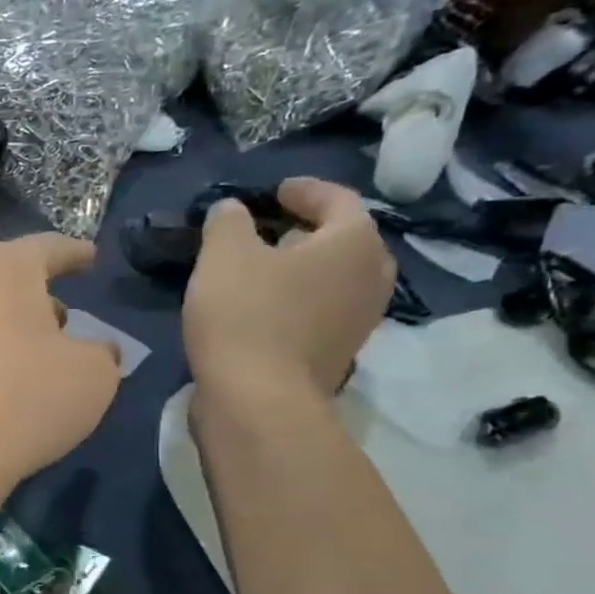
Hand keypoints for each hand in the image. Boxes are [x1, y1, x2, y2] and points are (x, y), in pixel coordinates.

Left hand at [0, 235, 121, 496]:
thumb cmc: (27, 400)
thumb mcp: (94, 375)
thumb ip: (102, 353)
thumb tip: (97, 350)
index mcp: (4, 270)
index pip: (47, 248)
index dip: (74, 253)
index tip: (91, 258)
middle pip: (6, 277)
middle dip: (38, 293)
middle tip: (65, 316)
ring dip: (10, 324)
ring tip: (36, 350)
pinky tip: (0, 379)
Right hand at [183, 178, 394, 405]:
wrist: (257, 402)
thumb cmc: (245, 315)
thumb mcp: (223, 254)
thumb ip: (228, 222)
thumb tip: (233, 211)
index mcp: (354, 243)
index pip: (338, 200)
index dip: (304, 191)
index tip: (275, 192)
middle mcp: (371, 278)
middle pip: (344, 242)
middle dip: (309, 232)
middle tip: (273, 229)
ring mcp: (359, 322)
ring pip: (334, 280)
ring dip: (303, 270)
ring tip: (263, 269)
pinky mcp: (337, 355)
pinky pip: (321, 312)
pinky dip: (298, 301)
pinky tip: (262, 308)